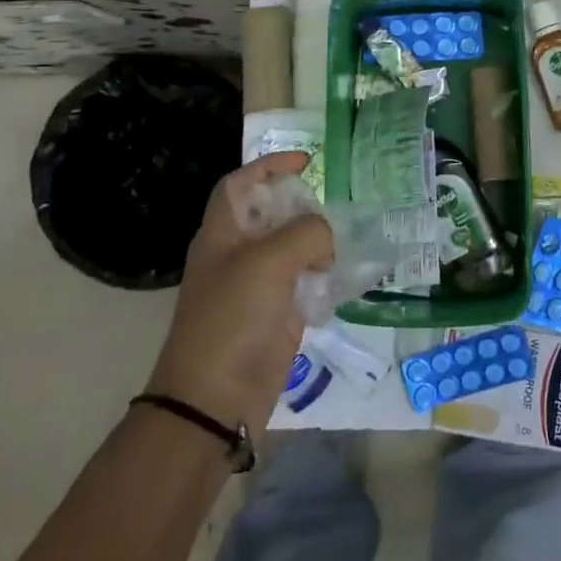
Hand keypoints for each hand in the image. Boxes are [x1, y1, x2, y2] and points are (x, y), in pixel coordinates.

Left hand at [147, 152, 332, 442]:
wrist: (216, 398)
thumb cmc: (233, 318)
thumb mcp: (270, 262)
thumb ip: (306, 233)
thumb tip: (325, 239)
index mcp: (222, 233)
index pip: (241, 184)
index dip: (268, 165)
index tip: (305, 162)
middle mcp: (238, 254)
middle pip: (271, 214)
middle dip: (302, 206)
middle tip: (332, 210)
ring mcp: (257, 286)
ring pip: (292, 249)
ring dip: (318, 243)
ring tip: (344, 242)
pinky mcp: (276, 315)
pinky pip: (304, 283)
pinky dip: (324, 276)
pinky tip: (344, 276)